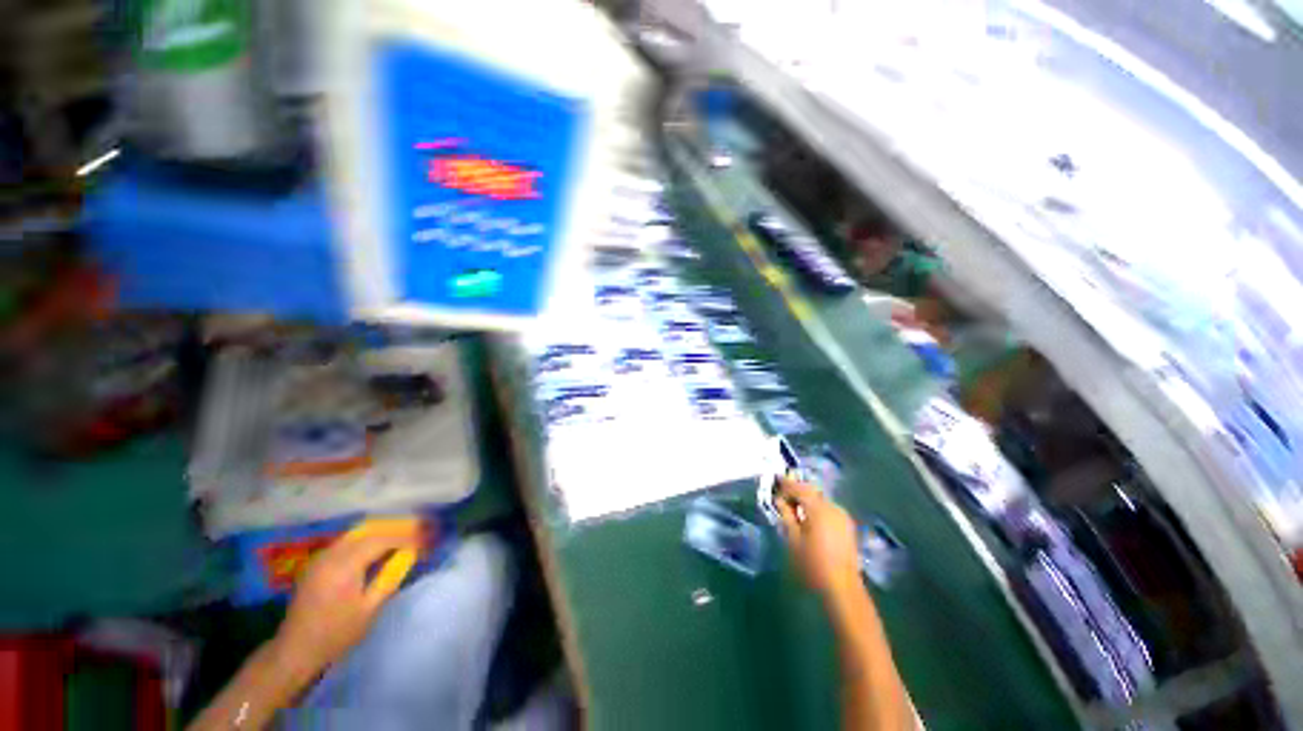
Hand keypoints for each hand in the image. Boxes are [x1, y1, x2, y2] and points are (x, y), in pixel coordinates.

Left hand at [270, 520, 421, 677]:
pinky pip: (349, 539)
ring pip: (360, 531)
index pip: (383, 538)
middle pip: (371, 528)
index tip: (428, 537)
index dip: (408, 535)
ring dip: (385, 529)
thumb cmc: (336, 634)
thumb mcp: (370, 609)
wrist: (295, 650)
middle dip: (398, 526)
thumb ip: (390, 576)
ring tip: (406, 534)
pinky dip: (370, 536)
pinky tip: (381, 545)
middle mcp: (332, 553)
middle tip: (421, 529)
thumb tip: (410, 552)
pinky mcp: (319, 561)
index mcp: (345, 565)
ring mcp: (323, 556)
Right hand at [777, 477, 860, 602]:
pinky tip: (808, 518)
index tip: (774, 480)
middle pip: (811, 491)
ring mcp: (842, 516)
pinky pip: (827, 508)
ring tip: (793, 508)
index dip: (785, 484)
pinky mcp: (847, 525)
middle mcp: (832, 507)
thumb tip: (779, 499)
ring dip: (806, 499)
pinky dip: (816, 508)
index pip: (799, 488)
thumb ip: (786, 515)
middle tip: (782, 495)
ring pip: (819, 499)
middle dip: (796, 490)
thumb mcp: (793, 539)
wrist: (842, 588)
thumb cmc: (813, 564)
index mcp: (818, 509)